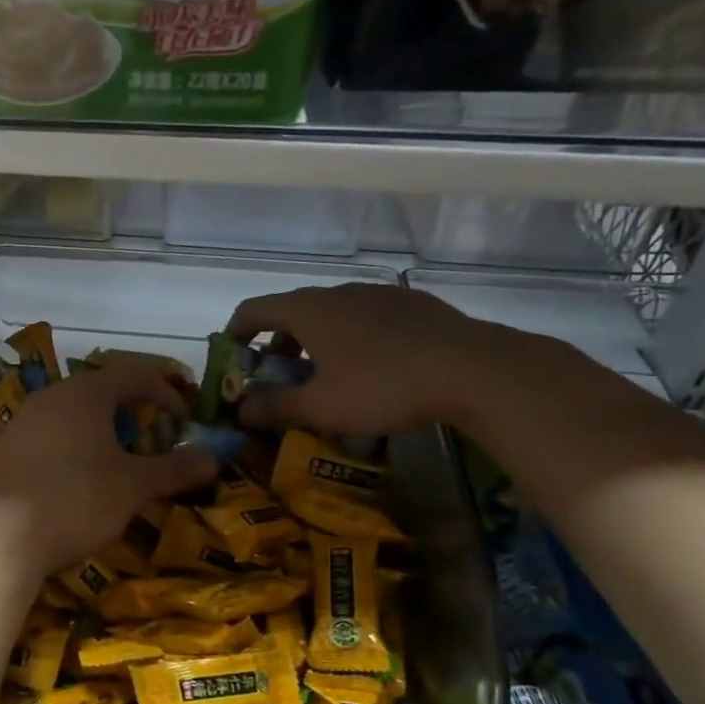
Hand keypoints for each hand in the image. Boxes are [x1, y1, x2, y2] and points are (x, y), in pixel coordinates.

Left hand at [0, 360, 217, 575]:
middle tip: (150, 443)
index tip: (183, 422)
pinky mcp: (0, 451)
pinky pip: (45, 439)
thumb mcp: (134, 486)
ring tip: (114, 465)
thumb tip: (213, 459)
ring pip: (69, 416)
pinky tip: (72, 483)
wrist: (0, 538)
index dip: (165, 393)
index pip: (134, 374)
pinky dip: (68, 450)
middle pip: (99, 392)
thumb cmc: (77, 499)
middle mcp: (49, 397)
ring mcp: (19, 423)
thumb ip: (174, 469)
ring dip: (98, 433)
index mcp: (84, 394)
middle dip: (131, 414)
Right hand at [224, 284, 493, 436]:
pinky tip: (373, 366)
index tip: (231, 358)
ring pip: (332, 312)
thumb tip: (239, 411)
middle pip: (292, 311)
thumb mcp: (320, 407)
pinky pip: (366, 316)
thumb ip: (274, 407)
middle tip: (279, 376)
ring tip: (326, 374)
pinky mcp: (412, 304)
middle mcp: (338, 292)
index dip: (234, 334)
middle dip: (277, 343)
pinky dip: (352, 336)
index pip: (253, 310)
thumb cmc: (382, 386)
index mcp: (307, 310)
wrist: (472, 370)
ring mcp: (378, 294)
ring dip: (315, 340)